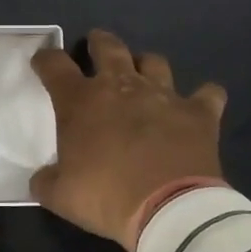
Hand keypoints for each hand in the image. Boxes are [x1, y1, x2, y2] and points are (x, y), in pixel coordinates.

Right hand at [30, 29, 227, 251]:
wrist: (169, 209)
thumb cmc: (106, 197)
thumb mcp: (60, 196)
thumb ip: (46, 181)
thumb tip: (41, 178)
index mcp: (81, 102)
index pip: (55, 66)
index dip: (45, 59)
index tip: (42, 62)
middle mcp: (121, 87)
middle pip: (108, 46)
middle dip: (99, 42)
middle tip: (96, 45)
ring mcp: (163, 95)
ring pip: (154, 62)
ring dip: (146, 65)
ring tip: (143, 74)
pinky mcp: (198, 112)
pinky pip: (208, 94)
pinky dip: (204, 96)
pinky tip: (201, 103)